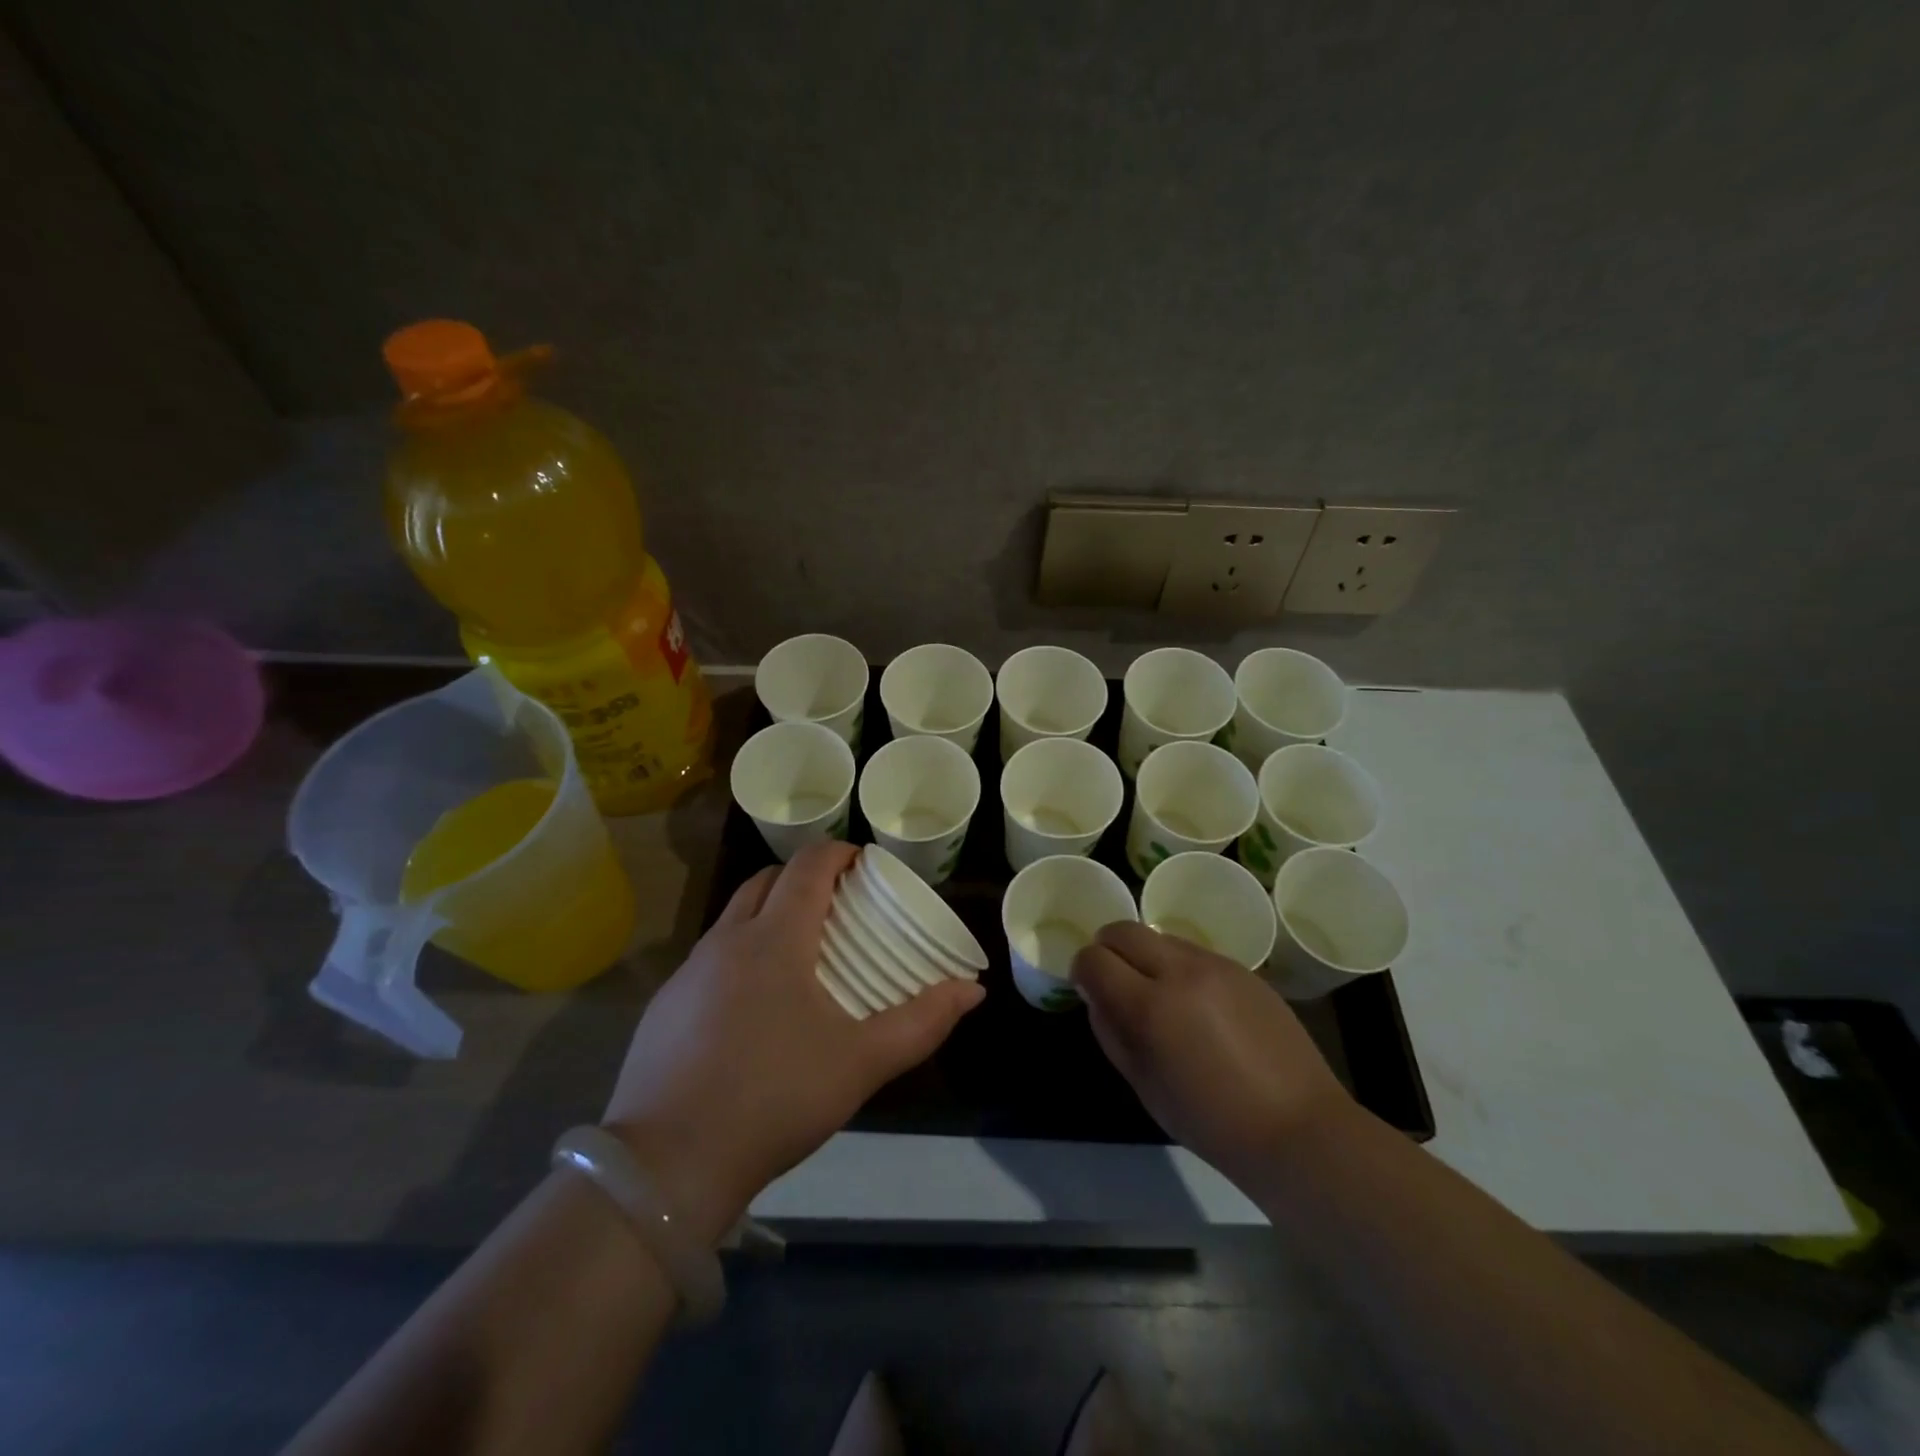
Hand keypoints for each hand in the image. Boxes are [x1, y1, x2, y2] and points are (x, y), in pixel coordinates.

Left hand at [603, 842, 983, 1241]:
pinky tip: (754, 1006)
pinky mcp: (665, 1005)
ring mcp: (689, 971)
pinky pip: (710, 956)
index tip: (866, 866)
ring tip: (800, 953)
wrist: (667, 1165)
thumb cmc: (775, 1098)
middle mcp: (727, 939)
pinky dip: (740, 954)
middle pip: (768, 879)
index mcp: (775, 938)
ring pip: (734, 916)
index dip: (840, 853)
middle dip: (805, 878)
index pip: (809, 866)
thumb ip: (922, 1022)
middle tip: (839, 907)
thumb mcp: (861, 1063)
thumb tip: (972, 991)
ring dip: (769, 913)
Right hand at [1071, 922, 1353, 1189]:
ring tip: (1159, 995)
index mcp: (1151, 1007)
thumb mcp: (1144, 1085)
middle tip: (1114, 980)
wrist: (1297, 1127)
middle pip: (1123, 930)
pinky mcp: (1243, 968)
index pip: (1094, 959)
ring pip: (1160, 936)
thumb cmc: (1211, 1122)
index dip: (1082, 971)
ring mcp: (1216, 965)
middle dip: (1107, 948)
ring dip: (1146, 956)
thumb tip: (1096, 996)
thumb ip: (1111, 1032)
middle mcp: (1181, 972)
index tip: (1088, 988)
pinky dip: (1179, 966)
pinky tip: (1196, 1005)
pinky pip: (1193, 952)